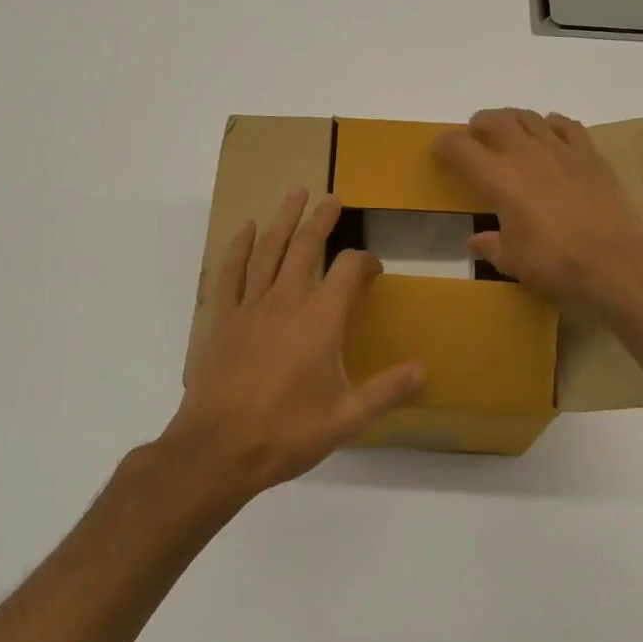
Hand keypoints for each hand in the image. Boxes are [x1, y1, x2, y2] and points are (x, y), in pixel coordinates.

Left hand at [162, 186, 424, 499]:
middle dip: (323, 219)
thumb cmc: (287, 432)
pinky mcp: (223, 319)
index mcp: (321, 319)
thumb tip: (425, 368)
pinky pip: (231, 272)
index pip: (349, 270)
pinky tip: (246, 229)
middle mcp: (287, 300)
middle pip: (307, 246)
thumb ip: (388, 390)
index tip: (374, 268)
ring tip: (295, 192)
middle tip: (333, 198)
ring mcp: (251, 306)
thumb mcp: (347, 418)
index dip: (366, 261)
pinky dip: (239, 247)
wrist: (218, 449)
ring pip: (270, 250)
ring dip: (284, 219)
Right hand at [434, 108, 642, 313]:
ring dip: (513, 120)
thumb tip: (476, 241)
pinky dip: (552, 124)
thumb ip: (490, 246)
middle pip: (496, 120)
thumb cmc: (556, 264)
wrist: (616, 262)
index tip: (440, 148)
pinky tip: (551, 134)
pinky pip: (566, 126)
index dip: (445, 145)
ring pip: (530, 117)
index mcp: (499, 179)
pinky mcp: (590, 155)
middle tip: (475, 134)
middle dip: (480, 123)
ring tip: (509, 131)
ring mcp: (561, 150)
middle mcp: (526, 154)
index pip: (462, 149)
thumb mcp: (513, 261)